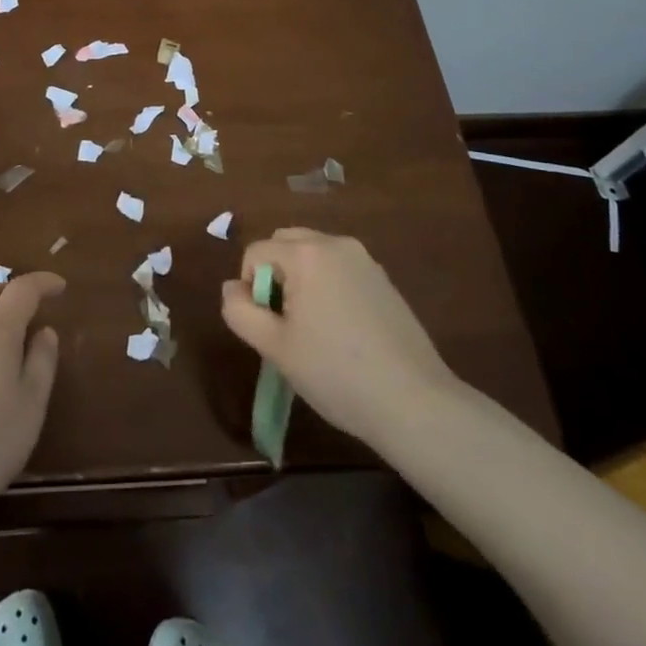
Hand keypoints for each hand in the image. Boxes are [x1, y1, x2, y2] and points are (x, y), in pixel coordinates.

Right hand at [221, 228, 459, 455]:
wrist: (414, 402)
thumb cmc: (335, 373)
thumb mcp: (274, 347)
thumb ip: (240, 311)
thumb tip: (232, 288)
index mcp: (306, 254)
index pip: (255, 252)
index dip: (250, 288)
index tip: (268, 327)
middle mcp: (336, 244)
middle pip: (285, 243)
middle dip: (274, 274)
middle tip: (285, 322)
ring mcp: (364, 260)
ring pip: (313, 254)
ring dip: (300, 279)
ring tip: (312, 327)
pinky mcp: (383, 279)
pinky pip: (339, 268)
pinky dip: (328, 286)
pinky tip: (342, 330)